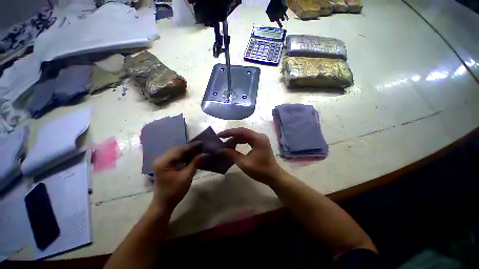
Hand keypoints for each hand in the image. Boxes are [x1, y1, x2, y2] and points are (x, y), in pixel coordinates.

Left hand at [151, 142, 205, 211]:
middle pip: (179, 150)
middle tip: (203, 146)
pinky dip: (186, 156)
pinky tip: (194, 156)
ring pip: (179, 153)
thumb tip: (206, 154)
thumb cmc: (174, 191)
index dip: (192, 146)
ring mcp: (163, 162)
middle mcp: (162, 159)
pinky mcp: (166, 165)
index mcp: (164, 161)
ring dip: (189, 152)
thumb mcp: (186, 176)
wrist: (164, 204)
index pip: (180, 149)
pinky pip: (177, 157)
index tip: (202, 142)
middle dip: (191, 148)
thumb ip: (195, 163)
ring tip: (200, 149)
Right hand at [219, 128, 284, 184]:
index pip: (241, 131)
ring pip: (245, 135)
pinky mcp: (260, 142)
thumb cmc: (260, 171)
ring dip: (235, 139)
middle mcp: (260, 136)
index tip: (219, 135)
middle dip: (231, 135)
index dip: (229, 132)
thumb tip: (221, 150)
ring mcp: (260, 138)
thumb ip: (232, 155)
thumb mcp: (244, 163)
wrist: (273, 176)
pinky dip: (240, 141)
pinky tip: (234, 145)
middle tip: (221, 138)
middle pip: (243, 132)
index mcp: (258, 139)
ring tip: (226, 143)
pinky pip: (248, 139)